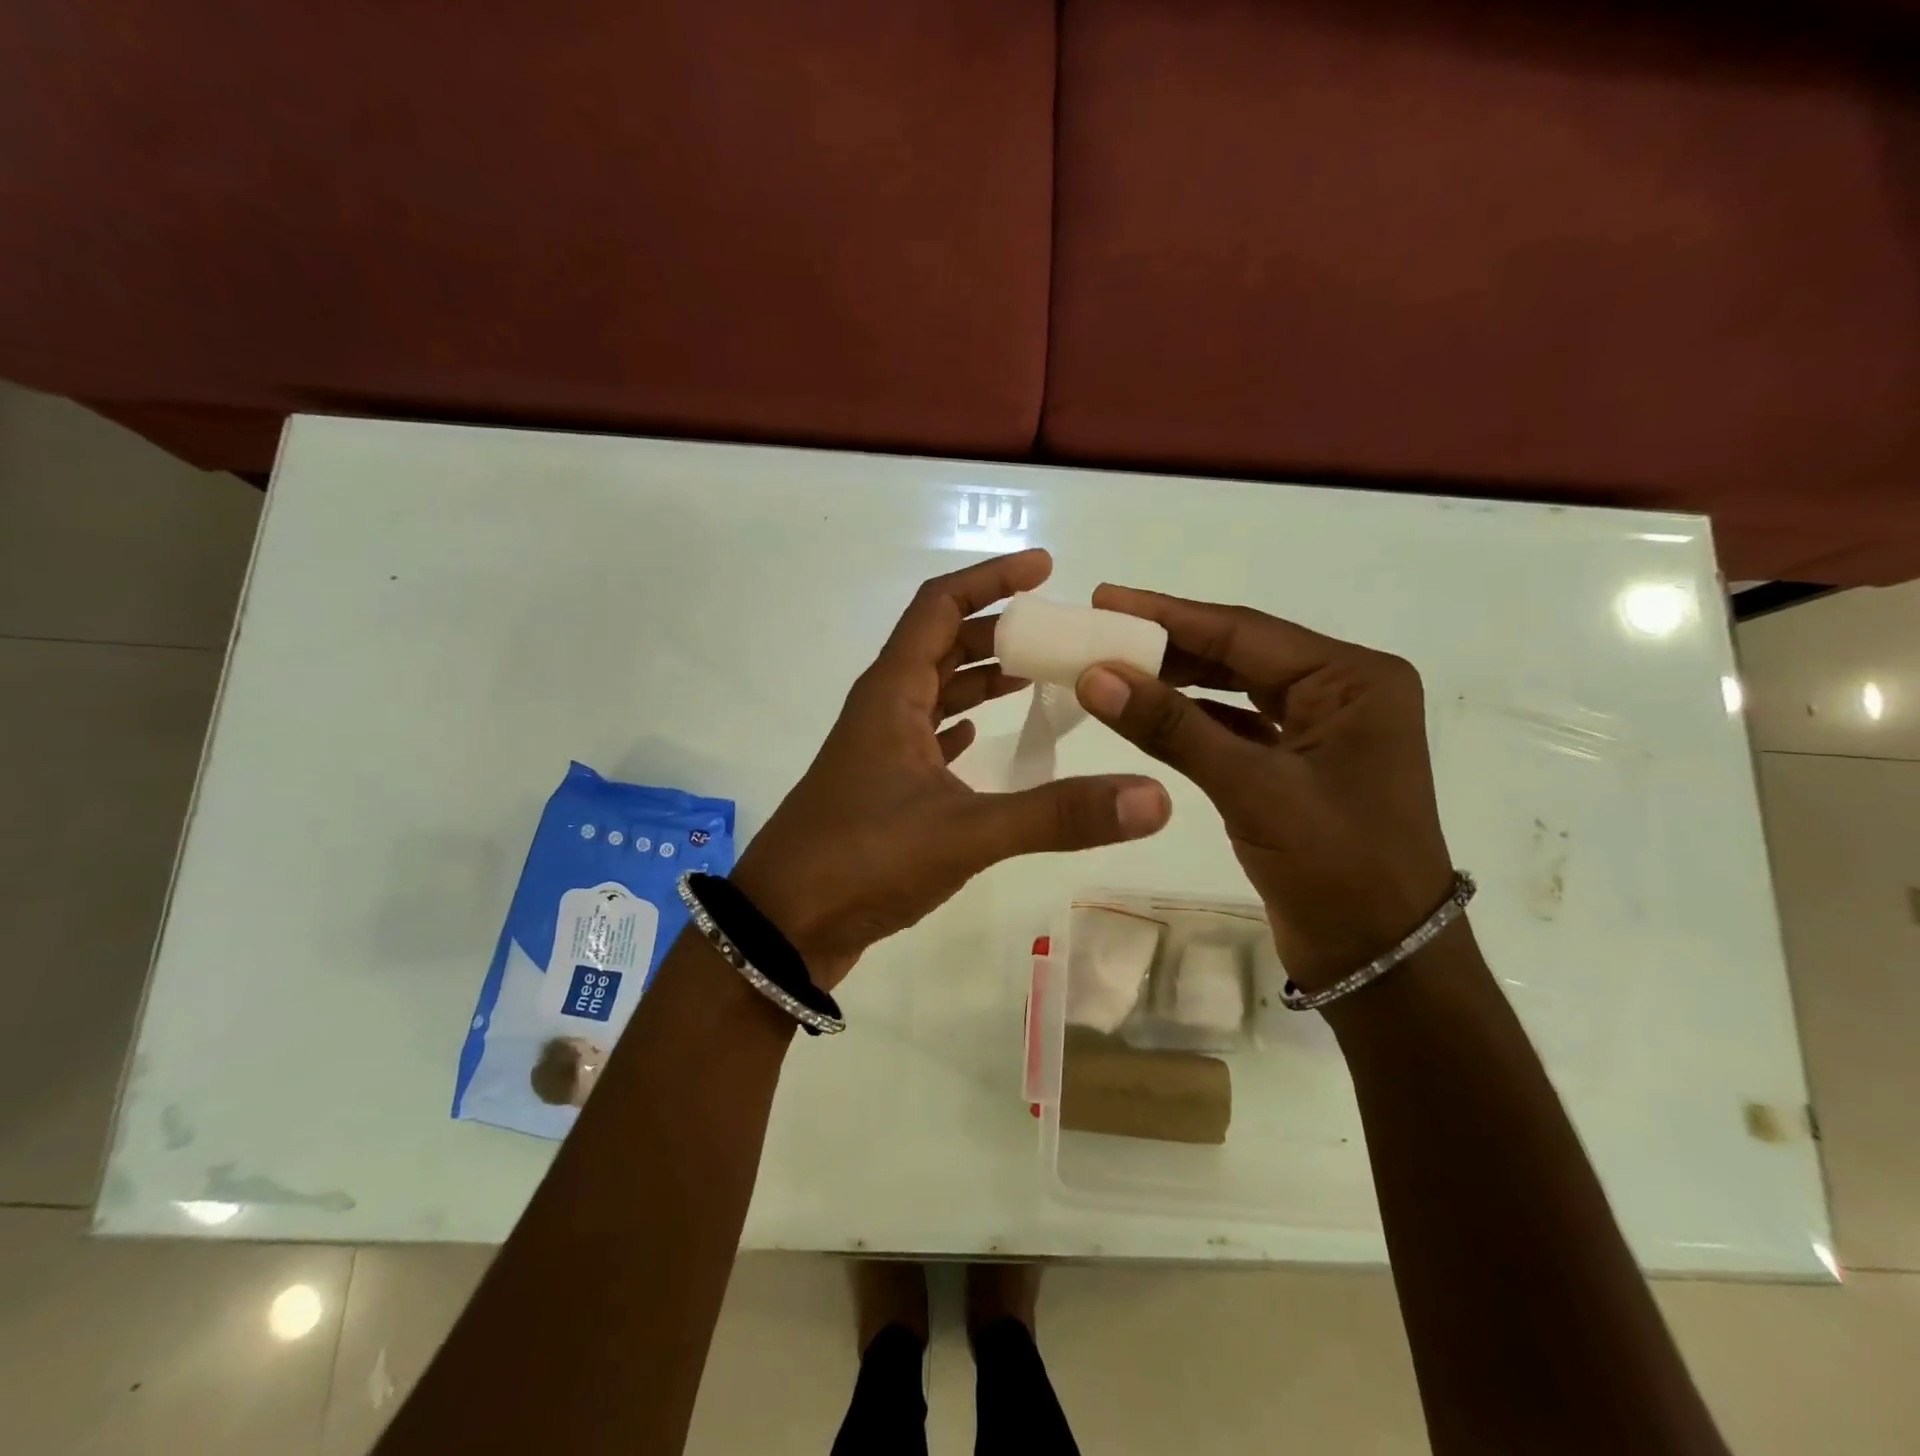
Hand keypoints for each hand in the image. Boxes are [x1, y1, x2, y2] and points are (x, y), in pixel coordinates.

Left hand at [732, 551, 1171, 988]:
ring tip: (1035, 676)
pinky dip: (958, 726)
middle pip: (940, 644)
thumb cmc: (863, 860)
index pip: (940, 605)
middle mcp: (882, 710)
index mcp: (893, 693)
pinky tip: (982, 738)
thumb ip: (1058, 816)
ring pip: (933, 692)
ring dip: (978, 678)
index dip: (991, 578)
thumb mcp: (966, 833)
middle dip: (995, 629)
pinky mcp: (878, 789)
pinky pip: (925, 738)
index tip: (1044, 567)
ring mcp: (876, 751)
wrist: (783, 927)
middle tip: (1055, 633)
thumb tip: (1154, 799)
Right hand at [1074, 586, 1453, 990]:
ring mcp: (1323, 730)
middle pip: (1240, 654)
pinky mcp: (1301, 765)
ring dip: (1177, 681)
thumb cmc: (1336, 868)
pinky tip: (1148, 713)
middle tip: (1099, 629)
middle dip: (1168, 644)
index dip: (1168, 615)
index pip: (1244, 632)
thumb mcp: (1251, 789)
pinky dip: (1193, 720)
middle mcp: (1343, 692)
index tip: (1105, 599)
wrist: (1383, 961)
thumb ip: (1172, 727)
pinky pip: (1238, 726)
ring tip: (1112, 665)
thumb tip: (1095, 675)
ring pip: (1236, 689)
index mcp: (1353, 679)